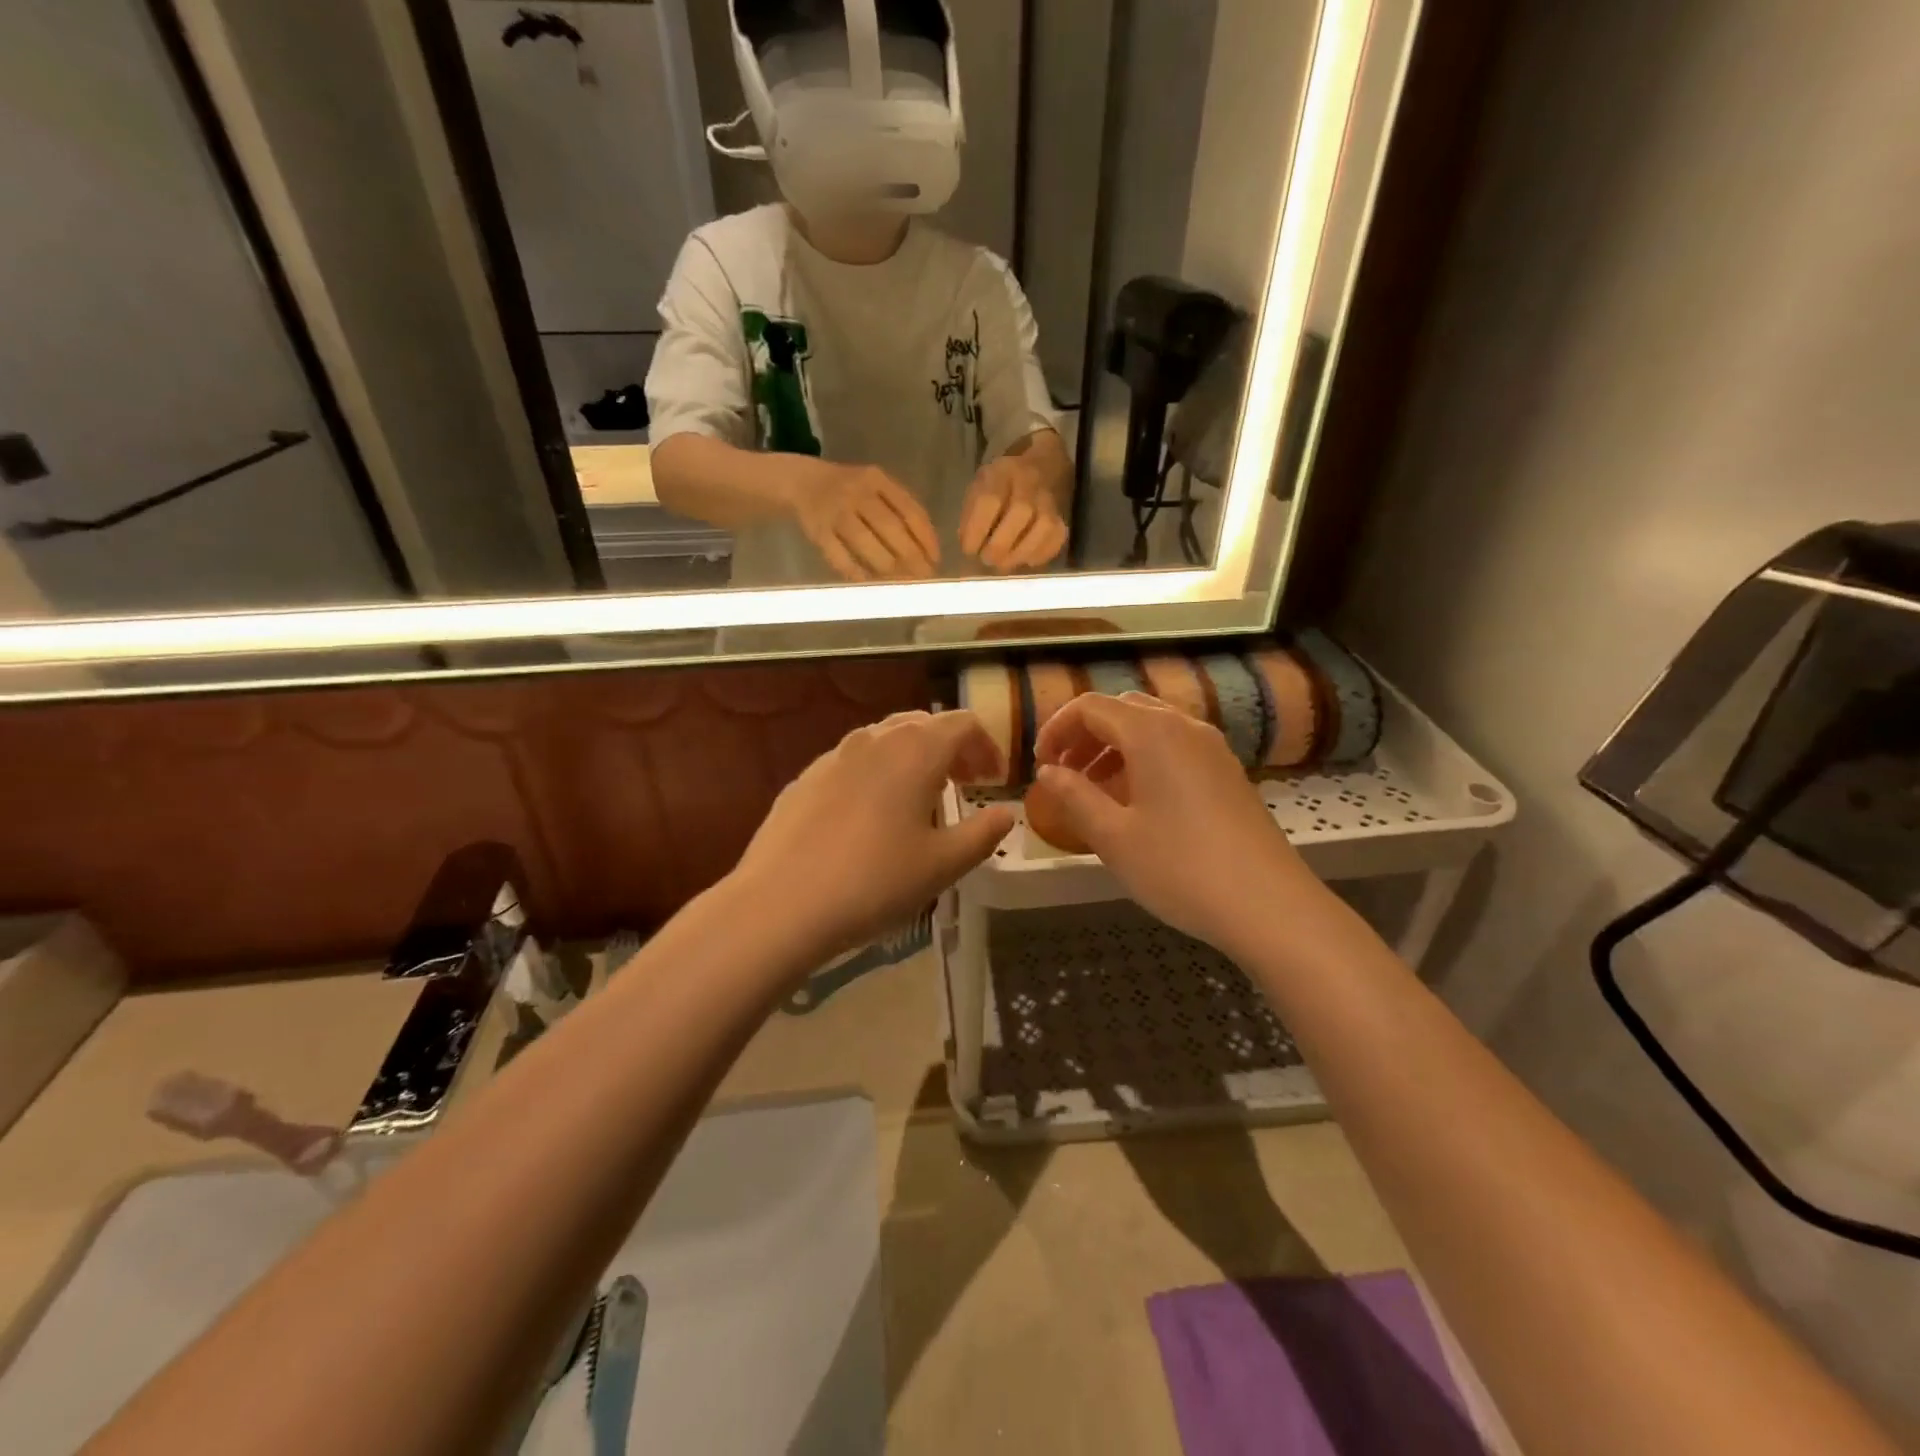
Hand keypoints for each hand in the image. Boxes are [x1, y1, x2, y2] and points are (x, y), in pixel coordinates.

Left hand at [733, 711, 1016, 962]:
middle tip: (963, 784)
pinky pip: (852, 762)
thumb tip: (1006, 813)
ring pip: (884, 740)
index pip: (963, 724)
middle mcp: (874, 740)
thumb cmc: (875, 881)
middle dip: (950, 748)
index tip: (994, 780)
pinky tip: (869, 817)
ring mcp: (833, 756)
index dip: (986, 747)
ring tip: (919, 799)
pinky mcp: (804, 778)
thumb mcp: (943, 865)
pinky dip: (875, 773)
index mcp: (915, 750)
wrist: (781, 904)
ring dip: (911, 758)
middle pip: (922, 724)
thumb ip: (983, 833)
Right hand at [790, 462, 940, 580]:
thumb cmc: (849, 490)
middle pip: (890, 528)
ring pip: (866, 543)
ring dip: (889, 568)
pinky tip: (872, 585)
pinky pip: (840, 557)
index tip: (935, 560)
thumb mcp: (875, 486)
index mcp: (877, 479)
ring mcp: (835, 512)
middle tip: (924, 578)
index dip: (926, 538)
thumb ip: (900, 508)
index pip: (910, 510)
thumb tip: (927, 550)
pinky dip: (857, 573)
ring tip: (903, 584)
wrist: (801, 482)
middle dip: (912, 557)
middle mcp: (856, 493)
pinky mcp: (817, 532)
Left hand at [959, 452, 1068, 571]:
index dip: (977, 529)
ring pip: (1043, 526)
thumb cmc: (1000, 487)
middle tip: (987, 559)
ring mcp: (1049, 500)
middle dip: (1000, 544)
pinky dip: (1040, 554)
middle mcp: (1029, 483)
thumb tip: (970, 545)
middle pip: (1020, 511)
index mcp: (1001, 473)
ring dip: (1020, 552)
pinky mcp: (1062, 519)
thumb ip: (971, 513)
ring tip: (1004, 564)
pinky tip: (1024, 560)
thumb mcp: (978, 489)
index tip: (968, 549)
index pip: (990, 499)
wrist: (1040, 471)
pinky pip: (1057, 538)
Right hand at [1031, 692, 1323, 957]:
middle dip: (1085, 735)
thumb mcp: (1113, 836)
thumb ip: (1074, 796)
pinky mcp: (1229, 773)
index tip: (1040, 764)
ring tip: (1095, 791)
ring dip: (1115, 748)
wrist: (1268, 906)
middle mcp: (1184, 726)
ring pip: (1152, 728)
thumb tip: (1048, 772)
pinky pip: (1176, 748)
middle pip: (1123, 710)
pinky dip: (1145, 760)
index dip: (1056, 728)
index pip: (1091, 707)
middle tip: (1064, 774)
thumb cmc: (1180, 868)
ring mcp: (1213, 748)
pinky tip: (1138, 804)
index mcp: (1152, 732)